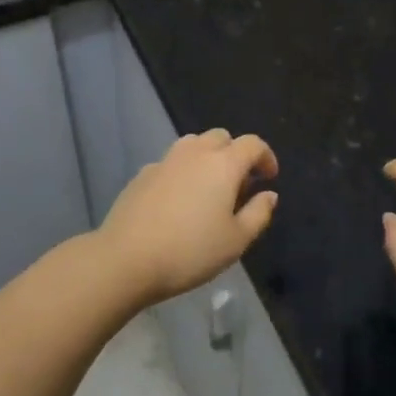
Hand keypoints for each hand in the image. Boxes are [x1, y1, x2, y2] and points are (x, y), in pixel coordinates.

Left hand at [99, 129, 279, 301]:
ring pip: (194, 144)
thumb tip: (269, 194)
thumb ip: (259, 213)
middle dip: (236, 153)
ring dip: (208, 157)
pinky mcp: (143, 173)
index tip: (269, 177)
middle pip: (222, 137)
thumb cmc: (190, 251)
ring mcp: (165, 160)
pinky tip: (178, 200)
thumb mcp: (236, 241)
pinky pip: (171, 162)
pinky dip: (183, 171)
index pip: (252, 144)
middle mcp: (195, 153)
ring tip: (209, 188)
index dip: (266, 156)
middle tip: (239, 184)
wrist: (126, 259)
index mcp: (223, 164)